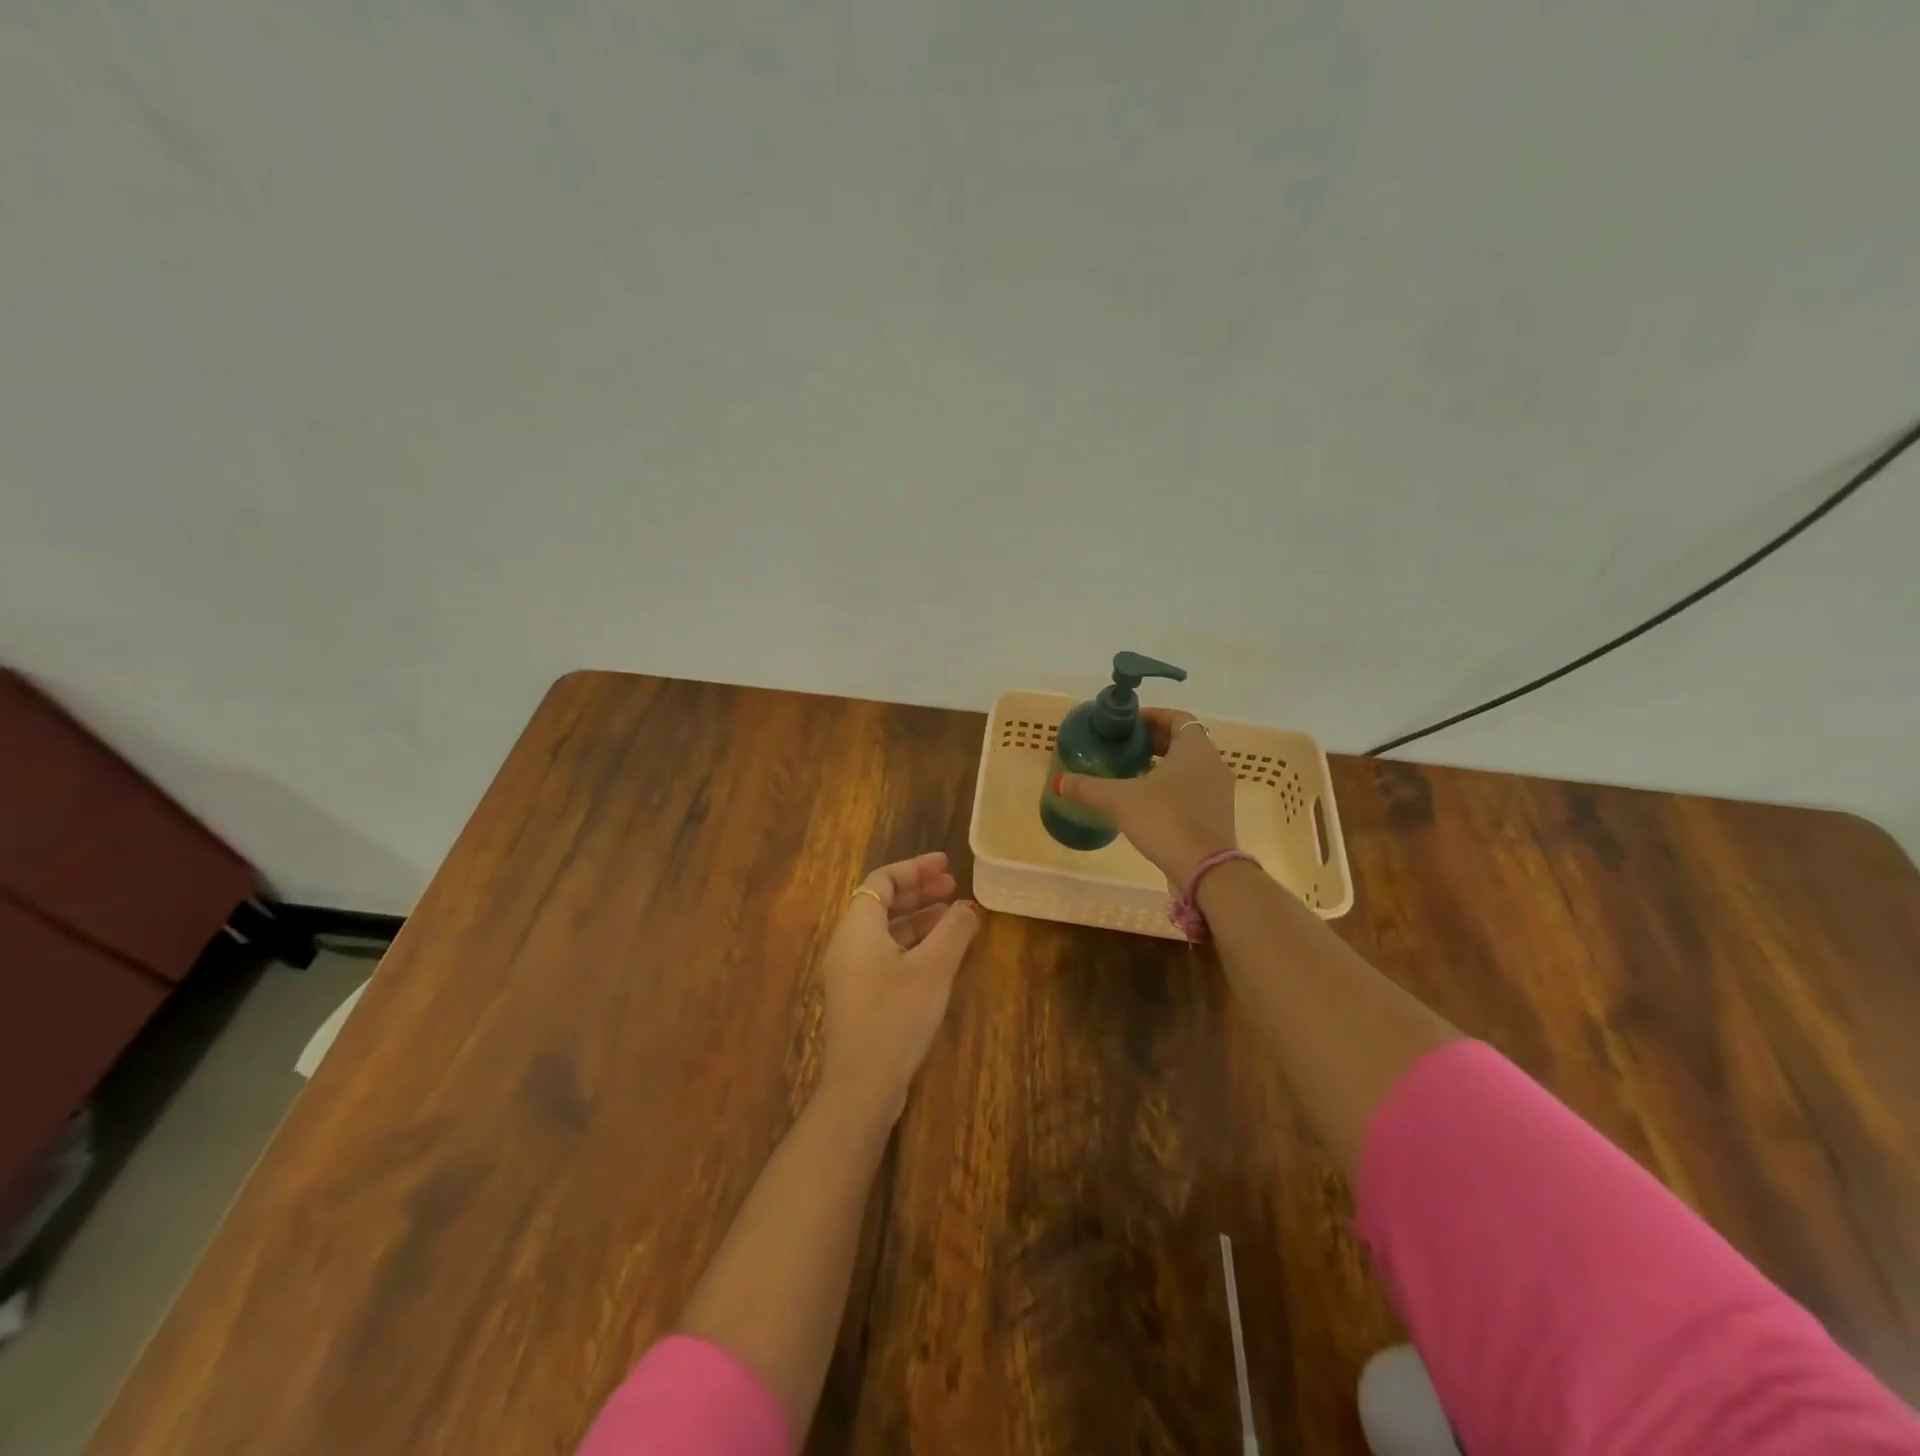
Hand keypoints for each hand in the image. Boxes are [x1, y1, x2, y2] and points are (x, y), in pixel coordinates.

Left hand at [820, 851, 981, 1119]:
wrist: (862, 1085)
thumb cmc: (897, 1016)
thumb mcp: (933, 968)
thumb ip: (954, 930)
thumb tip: (969, 907)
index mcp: (857, 928)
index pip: (882, 880)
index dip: (915, 868)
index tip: (947, 864)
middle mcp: (847, 944)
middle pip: (881, 903)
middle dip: (919, 892)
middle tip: (954, 887)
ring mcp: (850, 973)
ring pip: (884, 931)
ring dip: (918, 919)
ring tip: (953, 916)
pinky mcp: (858, 997)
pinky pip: (884, 954)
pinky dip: (911, 944)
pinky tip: (938, 955)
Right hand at [1058, 708, 1237, 884]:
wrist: (1205, 871)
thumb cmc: (1166, 820)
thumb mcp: (1120, 800)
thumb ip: (1089, 788)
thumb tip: (1060, 781)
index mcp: (1196, 748)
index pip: (1177, 718)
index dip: (1151, 717)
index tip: (1128, 724)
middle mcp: (1213, 764)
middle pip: (1183, 741)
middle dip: (1154, 741)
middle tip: (1124, 747)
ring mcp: (1219, 791)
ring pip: (1189, 767)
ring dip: (1163, 765)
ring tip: (1131, 773)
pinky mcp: (1217, 815)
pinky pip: (1193, 789)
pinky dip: (1172, 787)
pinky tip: (1147, 803)